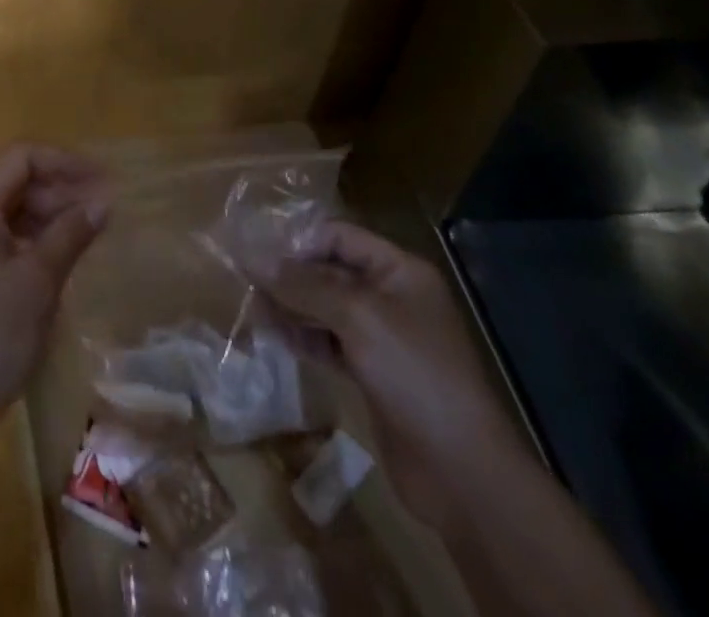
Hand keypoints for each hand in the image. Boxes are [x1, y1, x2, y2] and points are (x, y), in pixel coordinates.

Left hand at [0, 144, 109, 455]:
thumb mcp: (37, 284)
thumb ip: (70, 235)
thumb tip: (102, 203)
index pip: (22, 157)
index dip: (66, 163)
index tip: (105, 182)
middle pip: (13, 181)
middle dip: (59, 190)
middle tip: (103, 213)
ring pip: (6, 211)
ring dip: (46, 217)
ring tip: (87, 236)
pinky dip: (29, 241)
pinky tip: (57, 262)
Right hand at [264, 221, 528, 530]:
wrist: (462, 471)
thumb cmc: (414, 374)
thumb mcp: (357, 316)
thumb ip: (303, 284)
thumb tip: (251, 257)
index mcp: (399, 271)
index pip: (338, 236)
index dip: (298, 240)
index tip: (255, 252)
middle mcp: (391, 296)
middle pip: (329, 271)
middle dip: (289, 275)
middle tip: (246, 281)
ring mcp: (383, 337)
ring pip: (325, 307)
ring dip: (291, 306)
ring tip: (256, 311)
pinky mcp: (373, 373)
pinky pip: (329, 341)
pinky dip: (304, 337)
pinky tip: (277, 338)